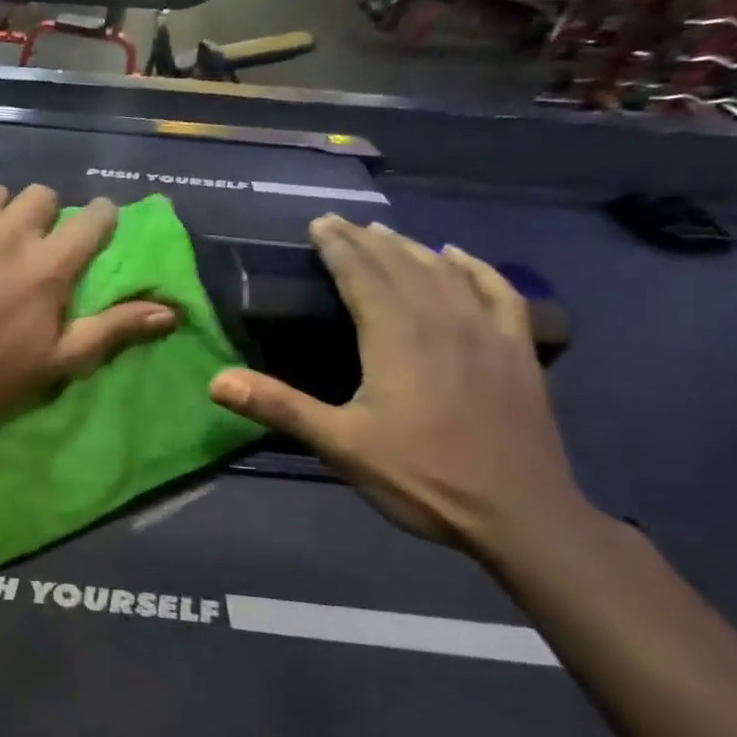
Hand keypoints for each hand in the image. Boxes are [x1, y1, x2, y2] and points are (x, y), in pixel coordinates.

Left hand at [0, 184, 176, 439]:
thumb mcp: (54, 362)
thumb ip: (111, 329)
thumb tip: (168, 310)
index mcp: (50, 266)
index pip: (92, 219)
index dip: (99, 218)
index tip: (93, 226)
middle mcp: (11, 232)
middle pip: (41, 196)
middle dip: (42, 214)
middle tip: (27, 242)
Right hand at [209, 215, 596, 556]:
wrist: (521, 516)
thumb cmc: (422, 478)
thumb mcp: (340, 445)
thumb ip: (279, 407)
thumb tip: (216, 381)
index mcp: (396, 338)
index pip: (362, 275)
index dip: (338, 247)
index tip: (318, 223)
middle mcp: (442, 322)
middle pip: (401, 265)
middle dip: (367, 240)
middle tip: (339, 221)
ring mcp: (487, 334)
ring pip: (444, 272)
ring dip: (411, 247)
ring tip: (384, 232)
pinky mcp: (518, 352)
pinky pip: (498, 293)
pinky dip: (476, 268)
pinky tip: (460, 257)